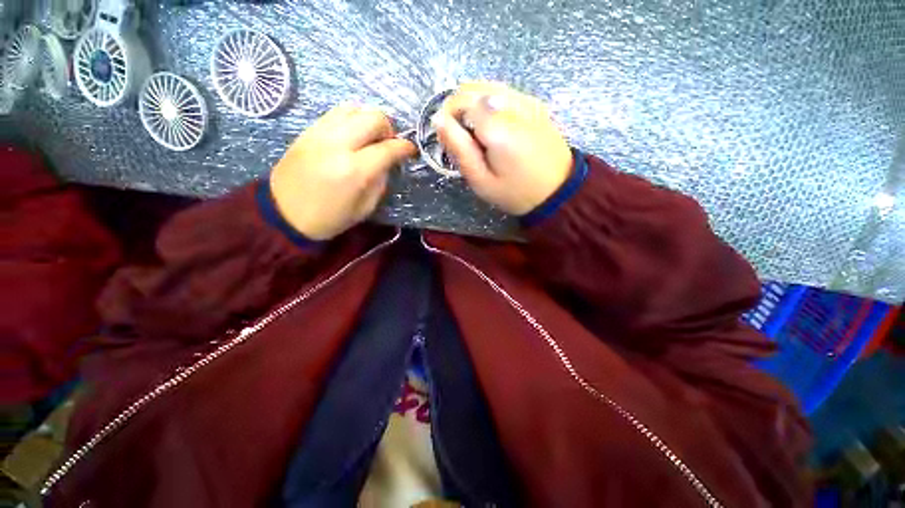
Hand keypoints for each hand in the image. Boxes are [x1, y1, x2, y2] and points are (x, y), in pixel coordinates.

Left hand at [269, 105, 415, 239]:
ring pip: (354, 108)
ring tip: (370, 137)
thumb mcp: (365, 208)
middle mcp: (338, 144)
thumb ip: (380, 181)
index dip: (405, 147)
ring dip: (369, 120)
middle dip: (389, 128)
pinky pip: (336, 112)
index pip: (388, 148)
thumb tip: (388, 162)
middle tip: (389, 144)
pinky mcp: (308, 130)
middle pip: (373, 117)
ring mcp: (320, 133)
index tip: (411, 150)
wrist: (283, 213)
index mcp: (355, 170)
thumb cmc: (329, 218)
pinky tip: (353, 134)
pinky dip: (351, 118)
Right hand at [433, 82, 572, 215]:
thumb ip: (459, 149)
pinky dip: (490, 104)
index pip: (459, 101)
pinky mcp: (535, 104)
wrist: (558, 190)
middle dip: (457, 109)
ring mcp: (527, 101)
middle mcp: (513, 104)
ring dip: (473, 105)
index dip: (448, 117)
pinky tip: (494, 126)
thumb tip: (438, 119)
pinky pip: (503, 92)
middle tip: (461, 138)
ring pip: (487, 87)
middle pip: (472, 88)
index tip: (449, 139)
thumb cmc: (516, 192)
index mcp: (498, 127)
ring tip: (476, 134)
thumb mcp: (481, 181)